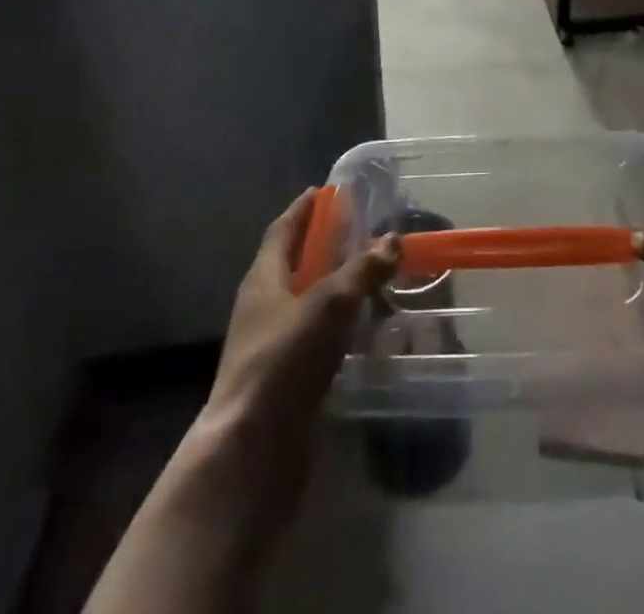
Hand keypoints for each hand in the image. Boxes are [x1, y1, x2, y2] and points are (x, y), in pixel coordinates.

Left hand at [84, 195, 396, 613]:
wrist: (251, 451)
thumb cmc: (284, 362)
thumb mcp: (329, 305)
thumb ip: (362, 270)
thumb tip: (392, 239)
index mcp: (263, 279)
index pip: (283, 230)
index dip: (304, 209)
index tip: (327, 191)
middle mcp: (264, 306)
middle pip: (294, 263)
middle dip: (324, 244)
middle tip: (361, 230)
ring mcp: (272, 345)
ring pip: (307, 301)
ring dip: (334, 285)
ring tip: (371, 275)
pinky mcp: (286, 378)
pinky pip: (315, 336)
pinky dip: (338, 324)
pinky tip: (364, 328)